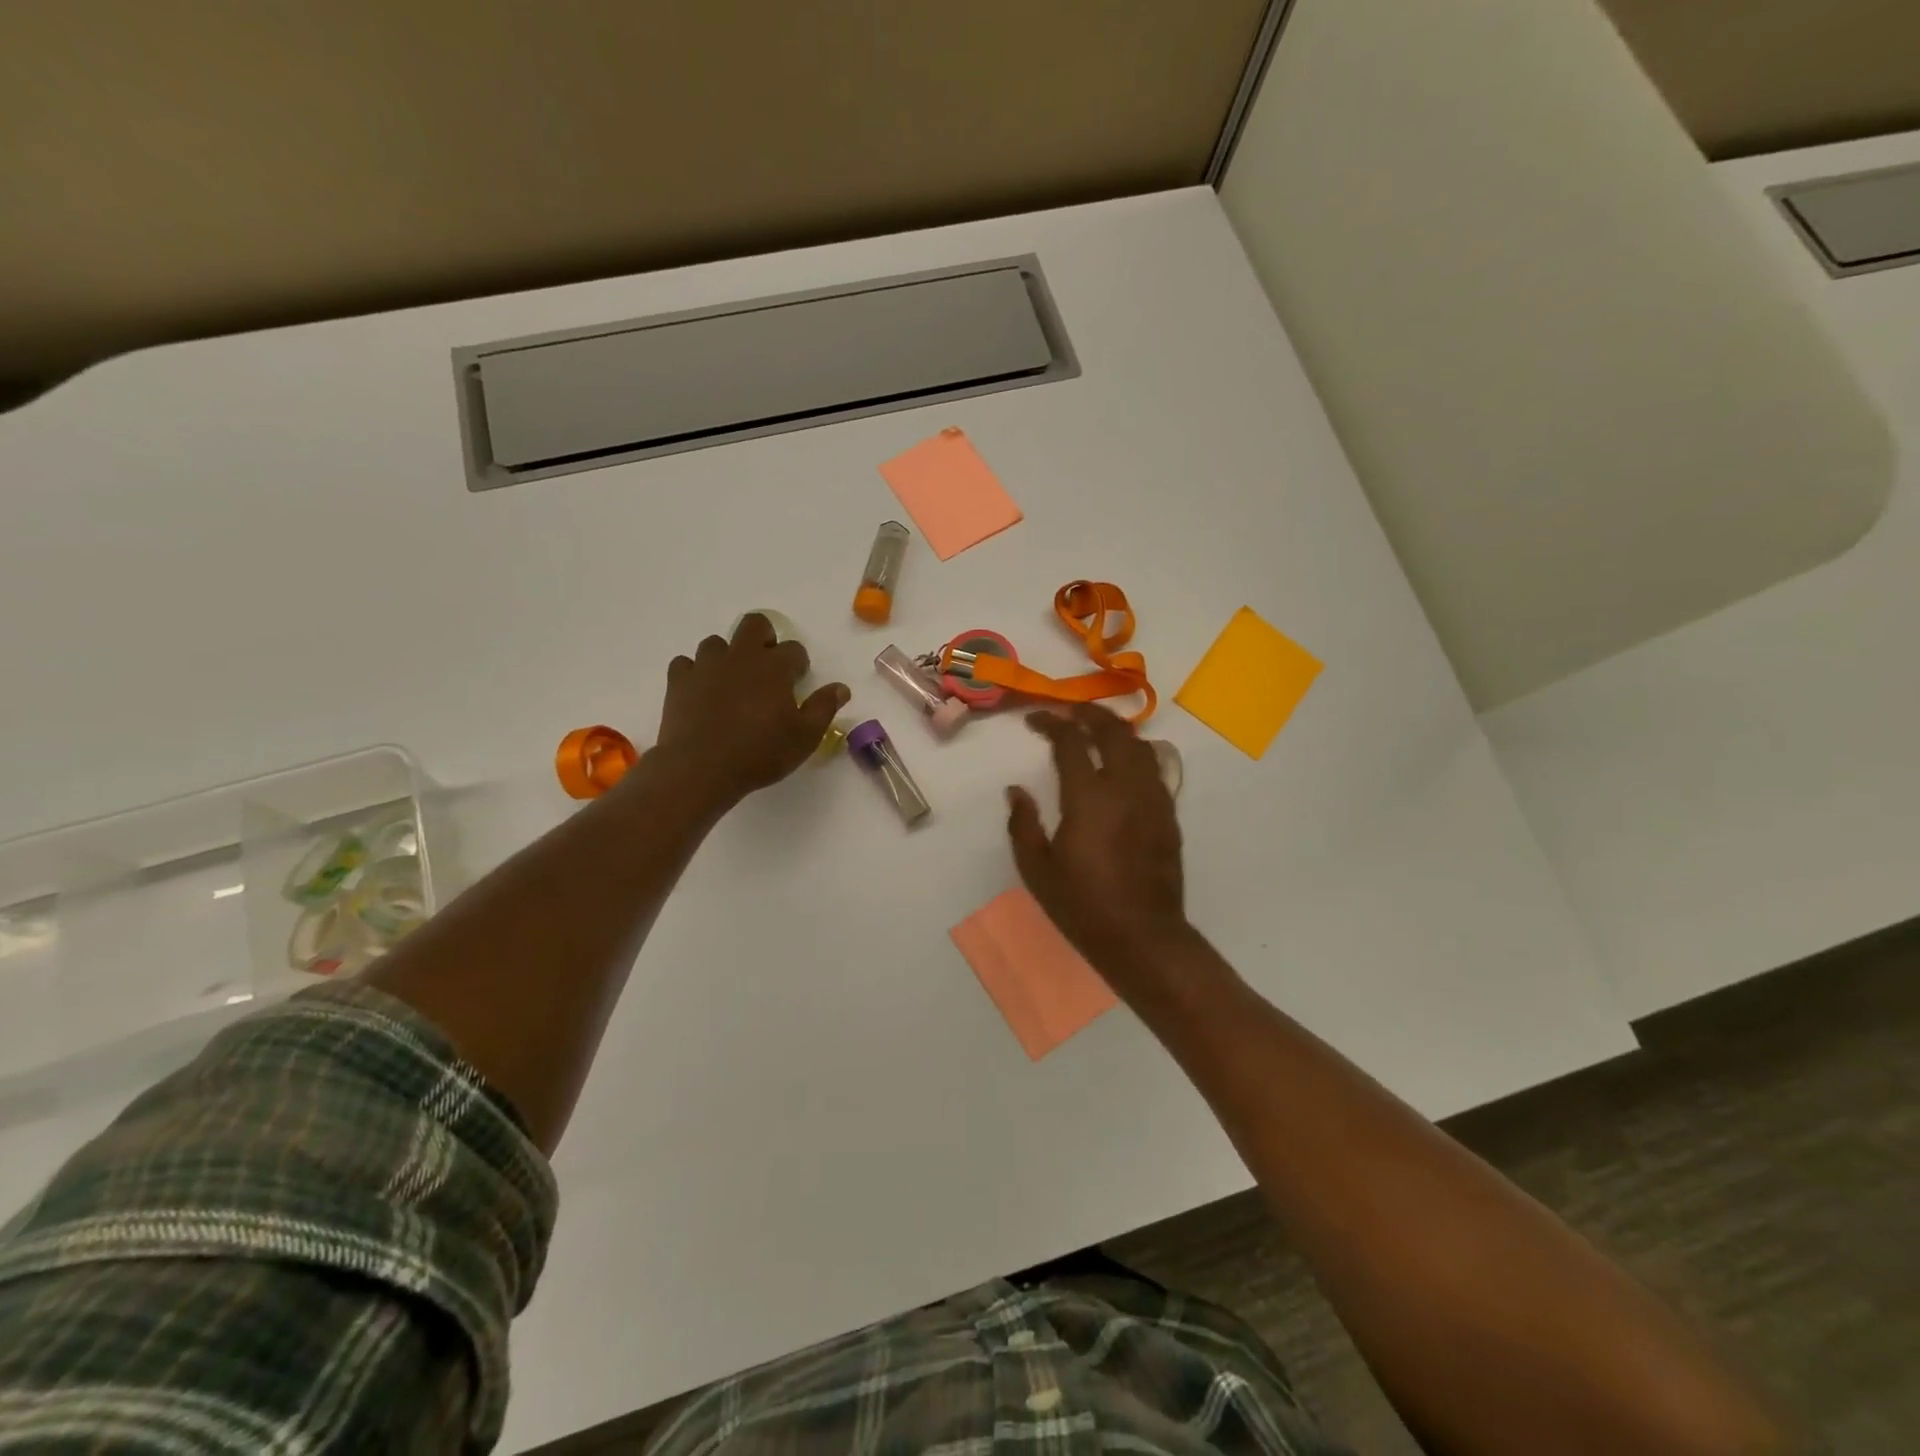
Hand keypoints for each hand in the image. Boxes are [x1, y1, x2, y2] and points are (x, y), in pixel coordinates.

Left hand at [656, 614, 849, 807]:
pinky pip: (686, 664)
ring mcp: (706, 666)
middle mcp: (740, 657)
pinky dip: (695, 673)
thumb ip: (823, 708)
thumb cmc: (760, 753)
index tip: (797, 682)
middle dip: (764, 637)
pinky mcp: (678, 681)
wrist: (701, 769)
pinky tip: (701, 692)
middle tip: (767, 666)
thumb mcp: (805, 737)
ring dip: (727, 656)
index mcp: (774, 667)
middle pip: (754, 625)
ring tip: (732, 682)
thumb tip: (841, 688)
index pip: (794, 649)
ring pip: (716, 642)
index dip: (798, 664)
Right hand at [1007, 704, 1191, 989]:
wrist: (1143, 937)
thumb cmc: (1083, 905)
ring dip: (1116, 730)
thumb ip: (1023, 824)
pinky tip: (1121, 765)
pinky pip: (1154, 768)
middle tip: (1068, 713)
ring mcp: (1153, 799)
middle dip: (1089, 714)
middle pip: (1113, 730)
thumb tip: (1016, 791)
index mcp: (1089, 797)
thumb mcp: (1037, 869)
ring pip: (1140, 744)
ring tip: (1096, 731)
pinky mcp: (1169, 815)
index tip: (1036, 720)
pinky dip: (1135, 753)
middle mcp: (1125, 787)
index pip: (1071, 741)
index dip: (1052, 723)